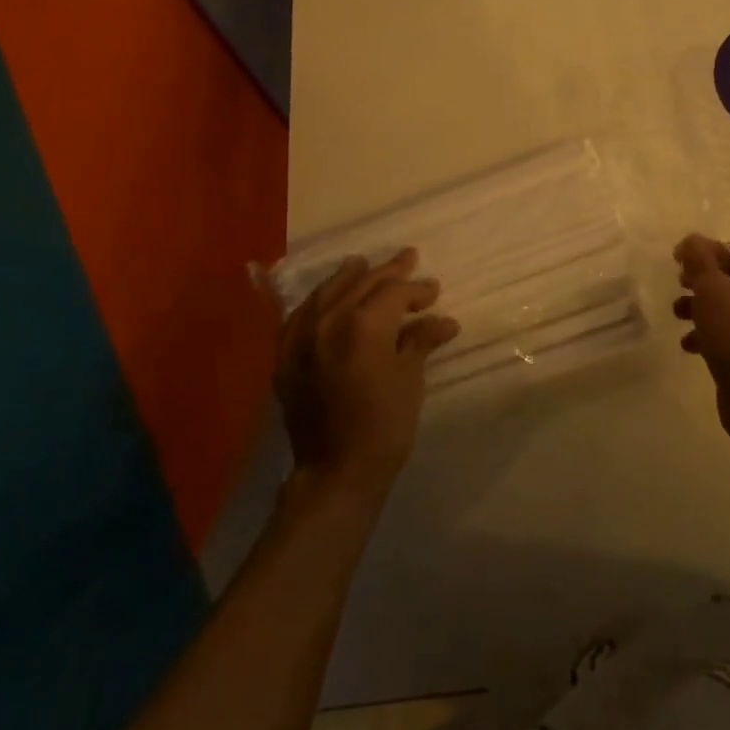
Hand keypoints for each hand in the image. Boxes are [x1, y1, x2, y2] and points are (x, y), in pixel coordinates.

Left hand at [273, 248, 459, 500]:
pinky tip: (323, 299)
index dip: (416, 289)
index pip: (393, 292)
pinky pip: (298, 317)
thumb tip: (444, 320)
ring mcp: (301, 339)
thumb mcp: (410, 379)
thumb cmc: (384, 425)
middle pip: (360, 284)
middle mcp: (328, 322)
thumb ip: (420, 341)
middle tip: (408, 258)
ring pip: (325, 294)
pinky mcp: (285, 358)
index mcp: (362, 325)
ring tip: (361, 265)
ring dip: (348, 277)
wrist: (336, 472)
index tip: (434, 291)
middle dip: (387, 272)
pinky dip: (315, 303)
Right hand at [673, 235, 729, 443]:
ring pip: (729, 308)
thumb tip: (692, 241)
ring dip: (700, 308)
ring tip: (677, 316)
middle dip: (700, 282)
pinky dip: (710, 335)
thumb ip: (699, 260)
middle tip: (678, 286)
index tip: (676, 261)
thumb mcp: (712, 289)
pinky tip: (689, 346)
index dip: (704, 252)